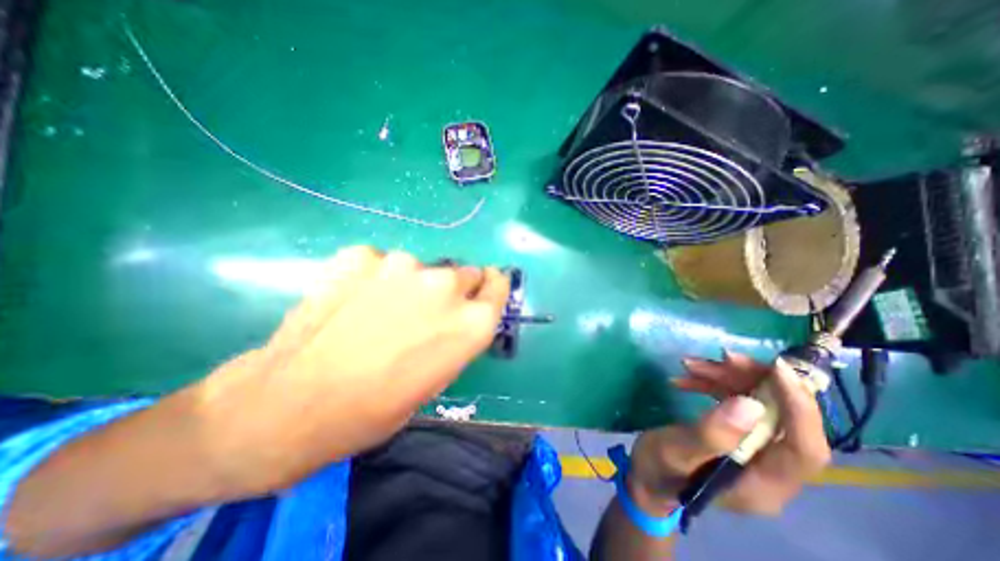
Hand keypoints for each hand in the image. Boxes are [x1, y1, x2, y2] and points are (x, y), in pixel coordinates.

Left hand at [190, 247, 511, 493]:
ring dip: (410, 284)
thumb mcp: (436, 379)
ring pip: (420, 268)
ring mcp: (403, 264)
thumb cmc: (375, 407)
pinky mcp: (363, 254)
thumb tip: (457, 313)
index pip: (497, 286)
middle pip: (464, 273)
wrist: (290, 404)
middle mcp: (446, 285)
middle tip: (424, 310)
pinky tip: (350, 300)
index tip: (483, 288)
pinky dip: (373, 276)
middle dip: (452, 289)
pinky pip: (379, 262)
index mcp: (471, 322)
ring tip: (377, 311)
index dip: (490, 287)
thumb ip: (456, 335)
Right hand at [627, 350, 832, 517]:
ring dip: (727, 378)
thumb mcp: (677, 452)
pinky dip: (712, 385)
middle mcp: (770, 468)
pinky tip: (687, 376)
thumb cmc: (659, 469)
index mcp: (764, 483)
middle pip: (782, 418)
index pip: (804, 447)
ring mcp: (754, 450)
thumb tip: (751, 405)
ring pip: (757, 404)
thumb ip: (712, 435)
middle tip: (722, 355)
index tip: (776, 368)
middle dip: (753, 381)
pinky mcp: (736, 435)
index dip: (798, 406)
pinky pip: (735, 402)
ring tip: (690, 364)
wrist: (647, 475)